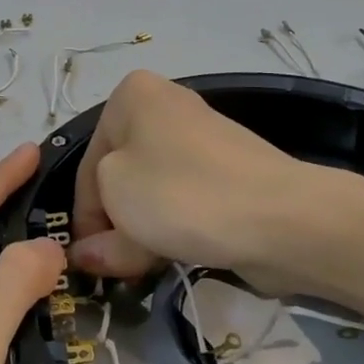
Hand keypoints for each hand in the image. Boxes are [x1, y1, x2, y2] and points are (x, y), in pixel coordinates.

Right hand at [71, 71, 306, 279]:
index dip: (83, 215)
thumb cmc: (181, 193)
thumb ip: (95, 232)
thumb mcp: (118, 204)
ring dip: (140, 230)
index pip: (88, 162)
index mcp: (132, 95)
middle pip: (120, 176)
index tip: (84, 258)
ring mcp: (201, 140)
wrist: (281, 216)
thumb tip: (88, 254)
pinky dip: (173, 227)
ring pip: (151, 192)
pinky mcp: (227, 172)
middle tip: (111, 267)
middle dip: (113, 223)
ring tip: (142, 268)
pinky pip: (184, 199)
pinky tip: (170, 255)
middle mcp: (165, 107)